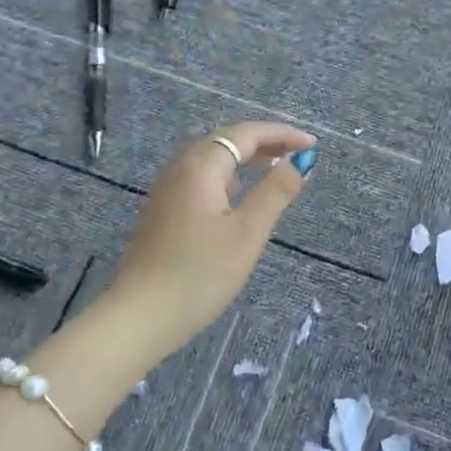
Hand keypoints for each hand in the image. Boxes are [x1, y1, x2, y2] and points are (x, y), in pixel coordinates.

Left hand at [106, 121, 317, 351]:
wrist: (138, 317)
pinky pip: (199, 178)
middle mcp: (179, 168)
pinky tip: (237, 197)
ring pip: (210, 159)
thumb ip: (276, 192)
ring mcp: (166, 190)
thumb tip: (302, 161)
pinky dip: (226, 176)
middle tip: (298, 154)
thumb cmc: (199, 275)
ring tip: (274, 169)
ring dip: (244, 158)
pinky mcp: (161, 211)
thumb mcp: (247, 233)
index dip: (281, 134)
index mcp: (200, 166)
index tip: (312, 145)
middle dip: (264, 142)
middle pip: (225, 141)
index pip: (246, 134)